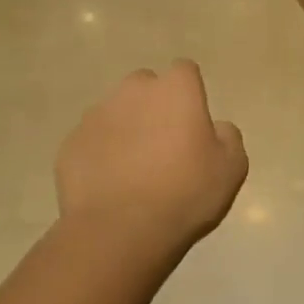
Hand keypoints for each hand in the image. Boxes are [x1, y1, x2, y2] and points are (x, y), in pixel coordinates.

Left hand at [55, 62, 247, 252]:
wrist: (119, 231)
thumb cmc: (185, 193)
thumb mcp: (232, 167)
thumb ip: (228, 136)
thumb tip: (215, 128)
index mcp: (176, 89)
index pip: (185, 71)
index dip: (190, 94)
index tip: (193, 124)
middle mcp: (134, 91)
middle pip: (146, 86)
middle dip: (154, 106)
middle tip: (164, 145)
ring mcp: (97, 115)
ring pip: (116, 112)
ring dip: (126, 129)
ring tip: (134, 169)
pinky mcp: (71, 143)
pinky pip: (92, 141)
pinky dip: (101, 154)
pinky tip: (110, 185)